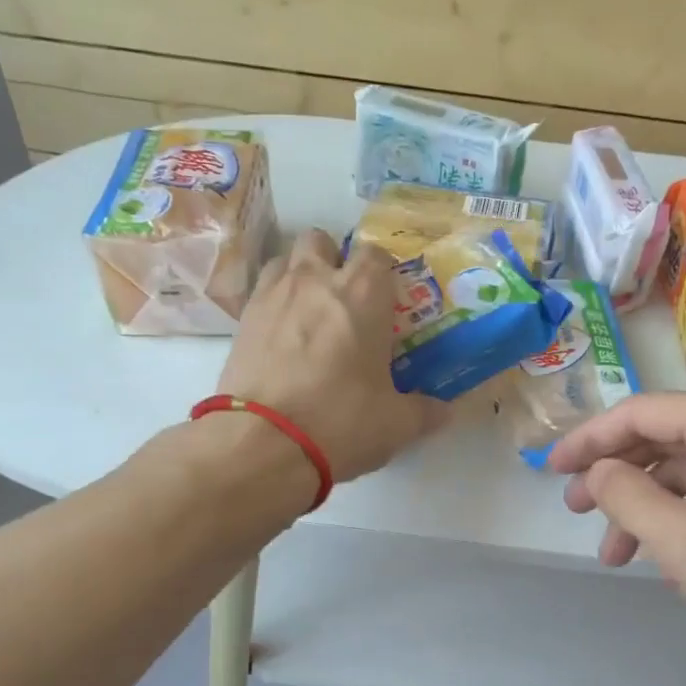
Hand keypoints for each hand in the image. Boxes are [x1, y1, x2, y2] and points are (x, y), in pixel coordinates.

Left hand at [218, 230, 445, 482]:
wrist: (263, 443)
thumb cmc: (341, 422)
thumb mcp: (396, 424)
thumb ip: (424, 411)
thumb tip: (444, 412)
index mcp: (363, 294)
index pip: (376, 254)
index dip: (382, 273)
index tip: (387, 301)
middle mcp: (315, 280)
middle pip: (323, 241)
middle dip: (334, 261)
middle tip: (345, 301)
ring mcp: (272, 295)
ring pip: (286, 260)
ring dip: (299, 276)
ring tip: (309, 315)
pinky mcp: (241, 320)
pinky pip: (260, 293)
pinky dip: (274, 305)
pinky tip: (282, 340)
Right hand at [547, 392, 685, 665]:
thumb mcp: (685, 542)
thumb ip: (628, 497)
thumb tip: (597, 471)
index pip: (643, 412)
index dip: (590, 439)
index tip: (553, 469)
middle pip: (666, 437)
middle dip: (616, 475)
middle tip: (577, 511)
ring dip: (647, 506)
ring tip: (615, 554)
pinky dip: (684, 516)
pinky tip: (665, 557)